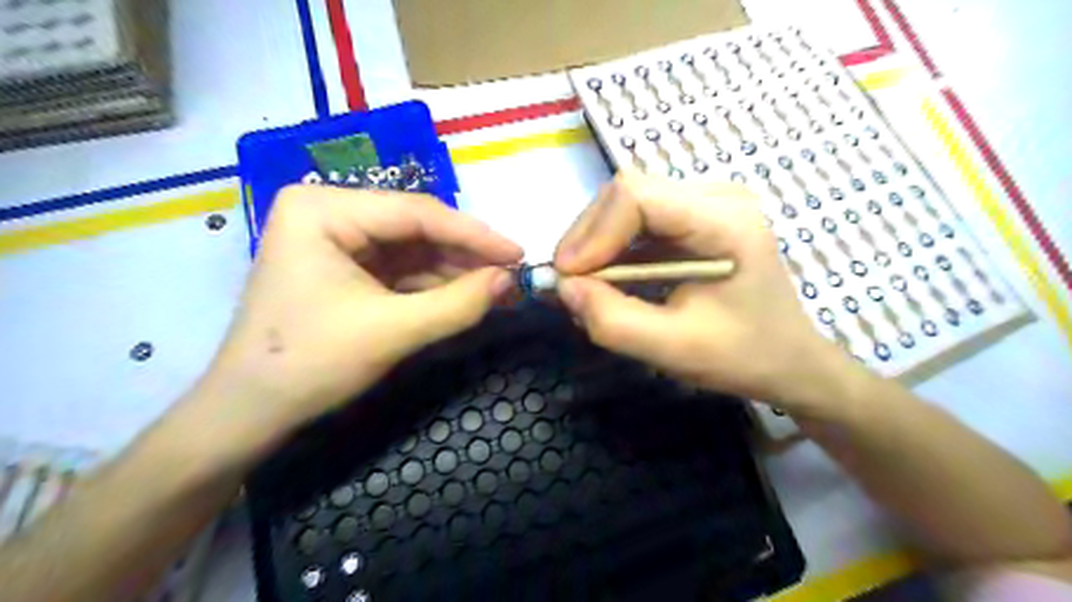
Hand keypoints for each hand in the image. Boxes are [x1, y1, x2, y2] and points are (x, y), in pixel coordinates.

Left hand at [197, 188, 526, 441]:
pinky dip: (434, 286)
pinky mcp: (346, 268)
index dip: (474, 234)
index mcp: (322, 208)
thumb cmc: (309, 363)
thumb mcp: (392, 332)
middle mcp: (328, 212)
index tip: (518, 253)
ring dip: (455, 272)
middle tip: (512, 276)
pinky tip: (466, 296)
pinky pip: (401, 270)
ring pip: (412, 250)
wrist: (250, 413)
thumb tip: (510, 280)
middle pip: (415, 229)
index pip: (415, 213)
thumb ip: (457, 304)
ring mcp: (336, 240)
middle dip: (465, 256)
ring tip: (498, 289)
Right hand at [557, 171, 859, 411]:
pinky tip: (611, 278)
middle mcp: (717, 195)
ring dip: (598, 243)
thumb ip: (612, 320)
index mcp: (724, 221)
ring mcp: (708, 201)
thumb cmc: (741, 355)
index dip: (593, 233)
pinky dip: (614, 247)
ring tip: (588, 285)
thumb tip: (564, 287)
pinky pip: (639, 219)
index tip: (568, 278)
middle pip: (627, 192)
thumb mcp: (673, 348)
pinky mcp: (696, 216)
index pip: (637, 195)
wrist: (789, 359)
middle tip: (571, 284)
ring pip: (627, 203)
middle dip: (589, 238)